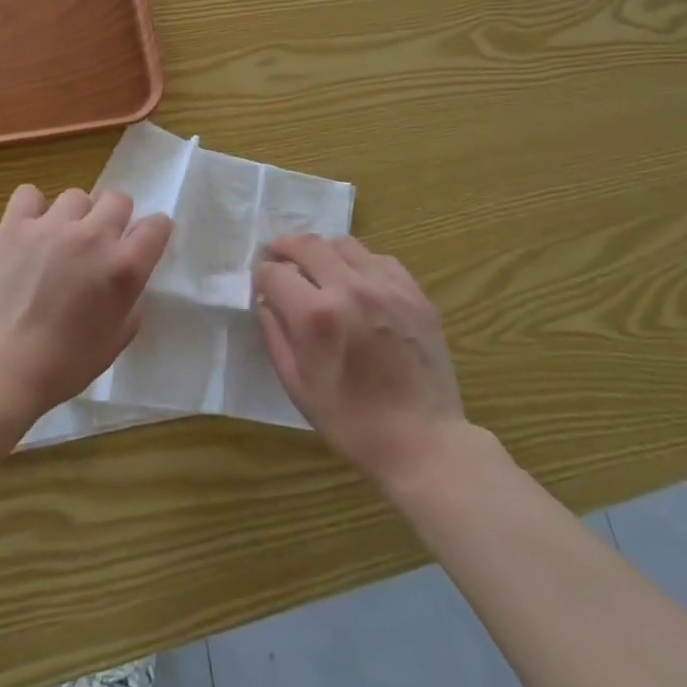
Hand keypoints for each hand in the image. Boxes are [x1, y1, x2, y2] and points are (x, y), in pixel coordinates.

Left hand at [0, 184, 172, 430]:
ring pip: (76, 196)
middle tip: (99, 244)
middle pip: (118, 199)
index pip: (156, 226)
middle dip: (115, 218)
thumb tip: (126, 284)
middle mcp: (93, 236)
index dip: (153, 233)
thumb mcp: (114, 343)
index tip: (142, 245)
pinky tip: (29, 230)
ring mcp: (52, 226)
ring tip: (60, 240)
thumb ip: (130, 305)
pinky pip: (29, 194)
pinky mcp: (14, 226)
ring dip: (75, 216)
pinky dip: (32, 208)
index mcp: (123, 268)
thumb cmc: (61, 367)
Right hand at [254, 233, 467, 490]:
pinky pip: (378, 258)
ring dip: (322, 252)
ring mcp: (387, 286)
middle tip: (278, 259)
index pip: (274, 273)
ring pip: (343, 244)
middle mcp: (350, 288)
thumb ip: (275, 335)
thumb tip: (266, 300)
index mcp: (317, 315)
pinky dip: (359, 263)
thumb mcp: (298, 386)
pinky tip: (358, 285)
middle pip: (307, 244)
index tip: (261, 284)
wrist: (424, 442)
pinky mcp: (414, 291)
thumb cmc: (352, 423)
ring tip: (319, 270)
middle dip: (284, 248)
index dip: (261, 276)